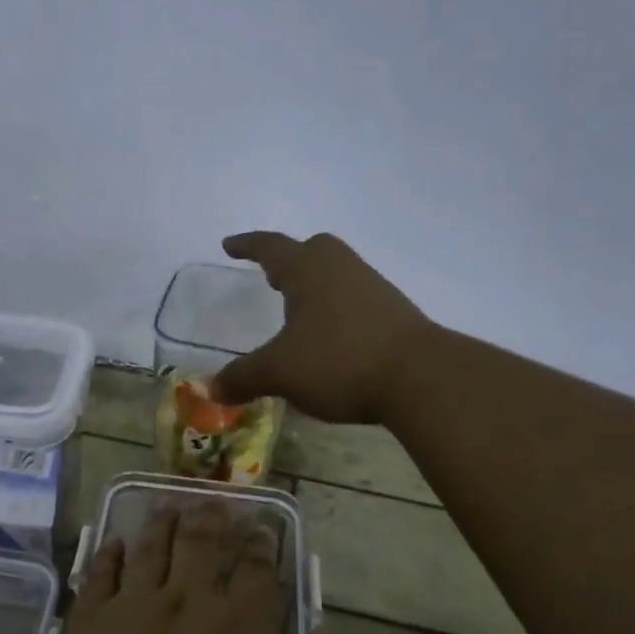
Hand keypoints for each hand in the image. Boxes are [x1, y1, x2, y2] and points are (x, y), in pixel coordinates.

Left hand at [33, 502, 339, 633]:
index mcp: (239, 629)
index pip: (257, 574)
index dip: (262, 547)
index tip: (263, 528)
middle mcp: (188, 602)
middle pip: (202, 545)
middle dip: (213, 519)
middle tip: (216, 500)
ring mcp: (135, 606)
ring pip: (151, 549)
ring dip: (161, 523)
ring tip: (167, 501)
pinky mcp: (92, 619)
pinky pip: (100, 575)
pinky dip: (108, 554)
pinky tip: (113, 541)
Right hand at [213, 231, 433, 424]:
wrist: (421, 378)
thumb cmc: (339, 360)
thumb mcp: (280, 371)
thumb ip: (244, 376)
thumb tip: (212, 389)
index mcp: (309, 270)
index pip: (271, 247)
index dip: (247, 245)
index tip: (229, 244)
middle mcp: (342, 269)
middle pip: (314, 249)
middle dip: (290, 259)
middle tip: (272, 277)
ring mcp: (373, 289)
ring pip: (338, 274)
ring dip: (315, 286)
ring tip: (299, 312)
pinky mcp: (395, 314)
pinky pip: (356, 299)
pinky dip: (337, 310)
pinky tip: (331, 338)